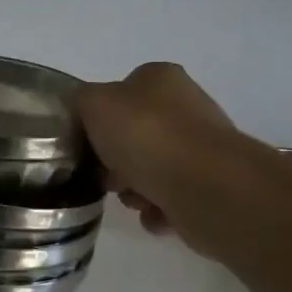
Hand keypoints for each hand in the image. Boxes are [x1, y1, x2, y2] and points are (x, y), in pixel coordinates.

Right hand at [75, 63, 258, 258]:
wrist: (205, 186)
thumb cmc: (146, 135)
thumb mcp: (94, 103)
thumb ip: (81, 101)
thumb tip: (84, 111)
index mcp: (160, 79)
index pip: (121, 92)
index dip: (99, 118)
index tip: (87, 142)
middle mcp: (186, 108)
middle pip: (134, 136)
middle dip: (114, 161)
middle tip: (106, 176)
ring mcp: (201, 149)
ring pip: (150, 170)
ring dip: (133, 190)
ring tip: (134, 198)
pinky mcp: (209, 186)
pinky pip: (169, 200)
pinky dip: (156, 210)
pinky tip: (155, 213)